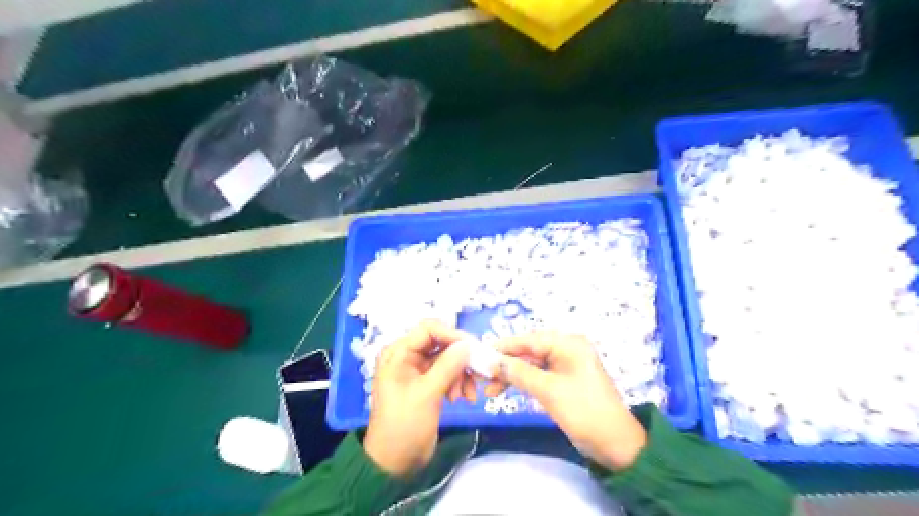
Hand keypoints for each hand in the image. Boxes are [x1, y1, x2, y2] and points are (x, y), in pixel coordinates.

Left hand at [361, 321, 473, 476]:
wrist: (394, 463)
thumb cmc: (404, 426)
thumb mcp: (427, 394)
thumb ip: (448, 366)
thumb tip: (468, 343)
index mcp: (398, 353)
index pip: (429, 329)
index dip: (453, 334)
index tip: (474, 347)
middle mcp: (407, 356)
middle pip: (441, 343)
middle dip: (460, 358)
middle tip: (478, 372)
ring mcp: (418, 370)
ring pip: (448, 359)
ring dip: (461, 374)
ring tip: (466, 396)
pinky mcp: (427, 383)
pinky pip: (448, 373)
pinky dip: (458, 383)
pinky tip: (462, 399)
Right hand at [488, 332, 645, 469]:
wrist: (616, 444)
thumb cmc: (584, 411)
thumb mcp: (549, 390)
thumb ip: (519, 372)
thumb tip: (492, 361)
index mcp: (569, 343)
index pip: (529, 339)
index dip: (503, 347)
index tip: (479, 354)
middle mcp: (567, 348)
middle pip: (528, 350)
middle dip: (505, 363)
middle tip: (483, 376)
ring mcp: (566, 364)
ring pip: (530, 363)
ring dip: (511, 374)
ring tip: (490, 390)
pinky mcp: (563, 379)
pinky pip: (538, 374)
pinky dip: (522, 381)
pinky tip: (506, 389)